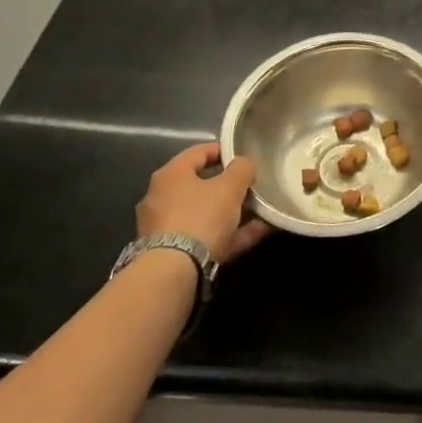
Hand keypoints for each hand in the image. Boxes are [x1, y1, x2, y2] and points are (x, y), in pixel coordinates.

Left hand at [135, 142, 271, 262]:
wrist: (173, 272)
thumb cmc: (200, 217)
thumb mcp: (230, 187)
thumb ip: (242, 169)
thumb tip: (244, 164)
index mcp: (170, 175)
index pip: (199, 152)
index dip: (224, 150)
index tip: (246, 155)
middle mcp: (161, 198)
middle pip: (201, 185)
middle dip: (229, 187)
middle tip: (252, 186)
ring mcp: (164, 227)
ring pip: (205, 213)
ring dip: (232, 213)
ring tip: (260, 212)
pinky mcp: (171, 253)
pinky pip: (206, 236)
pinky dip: (229, 234)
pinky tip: (256, 233)